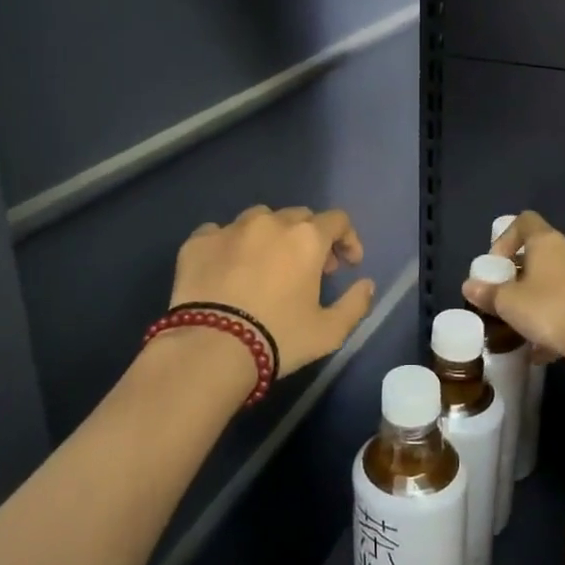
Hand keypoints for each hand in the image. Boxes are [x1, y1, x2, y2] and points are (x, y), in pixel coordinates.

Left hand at [170, 206, 375, 377]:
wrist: (211, 348)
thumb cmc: (278, 337)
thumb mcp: (329, 331)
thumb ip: (356, 304)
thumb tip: (367, 285)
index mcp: (306, 238)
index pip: (338, 220)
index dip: (348, 239)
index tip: (347, 264)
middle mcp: (270, 222)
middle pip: (298, 217)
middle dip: (310, 238)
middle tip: (309, 269)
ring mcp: (230, 228)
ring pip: (258, 219)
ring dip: (270, 236)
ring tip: (265, 264)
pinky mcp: (198, 242)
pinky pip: (219, 232)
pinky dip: (229, 245)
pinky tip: (227, 268)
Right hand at [463, 211, 564, 361]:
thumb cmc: (550, 309)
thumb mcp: (509, 304)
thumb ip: (488, 293)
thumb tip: (469, 286)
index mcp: (547, 240)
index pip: (524, 221)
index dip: (506, 239)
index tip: (497, 265)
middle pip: (543, 250)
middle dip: (524, 272)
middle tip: (510, 295)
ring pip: (561, 276)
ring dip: (543, 294)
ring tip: (528, 323)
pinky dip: (561, 313)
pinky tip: (549, 345)